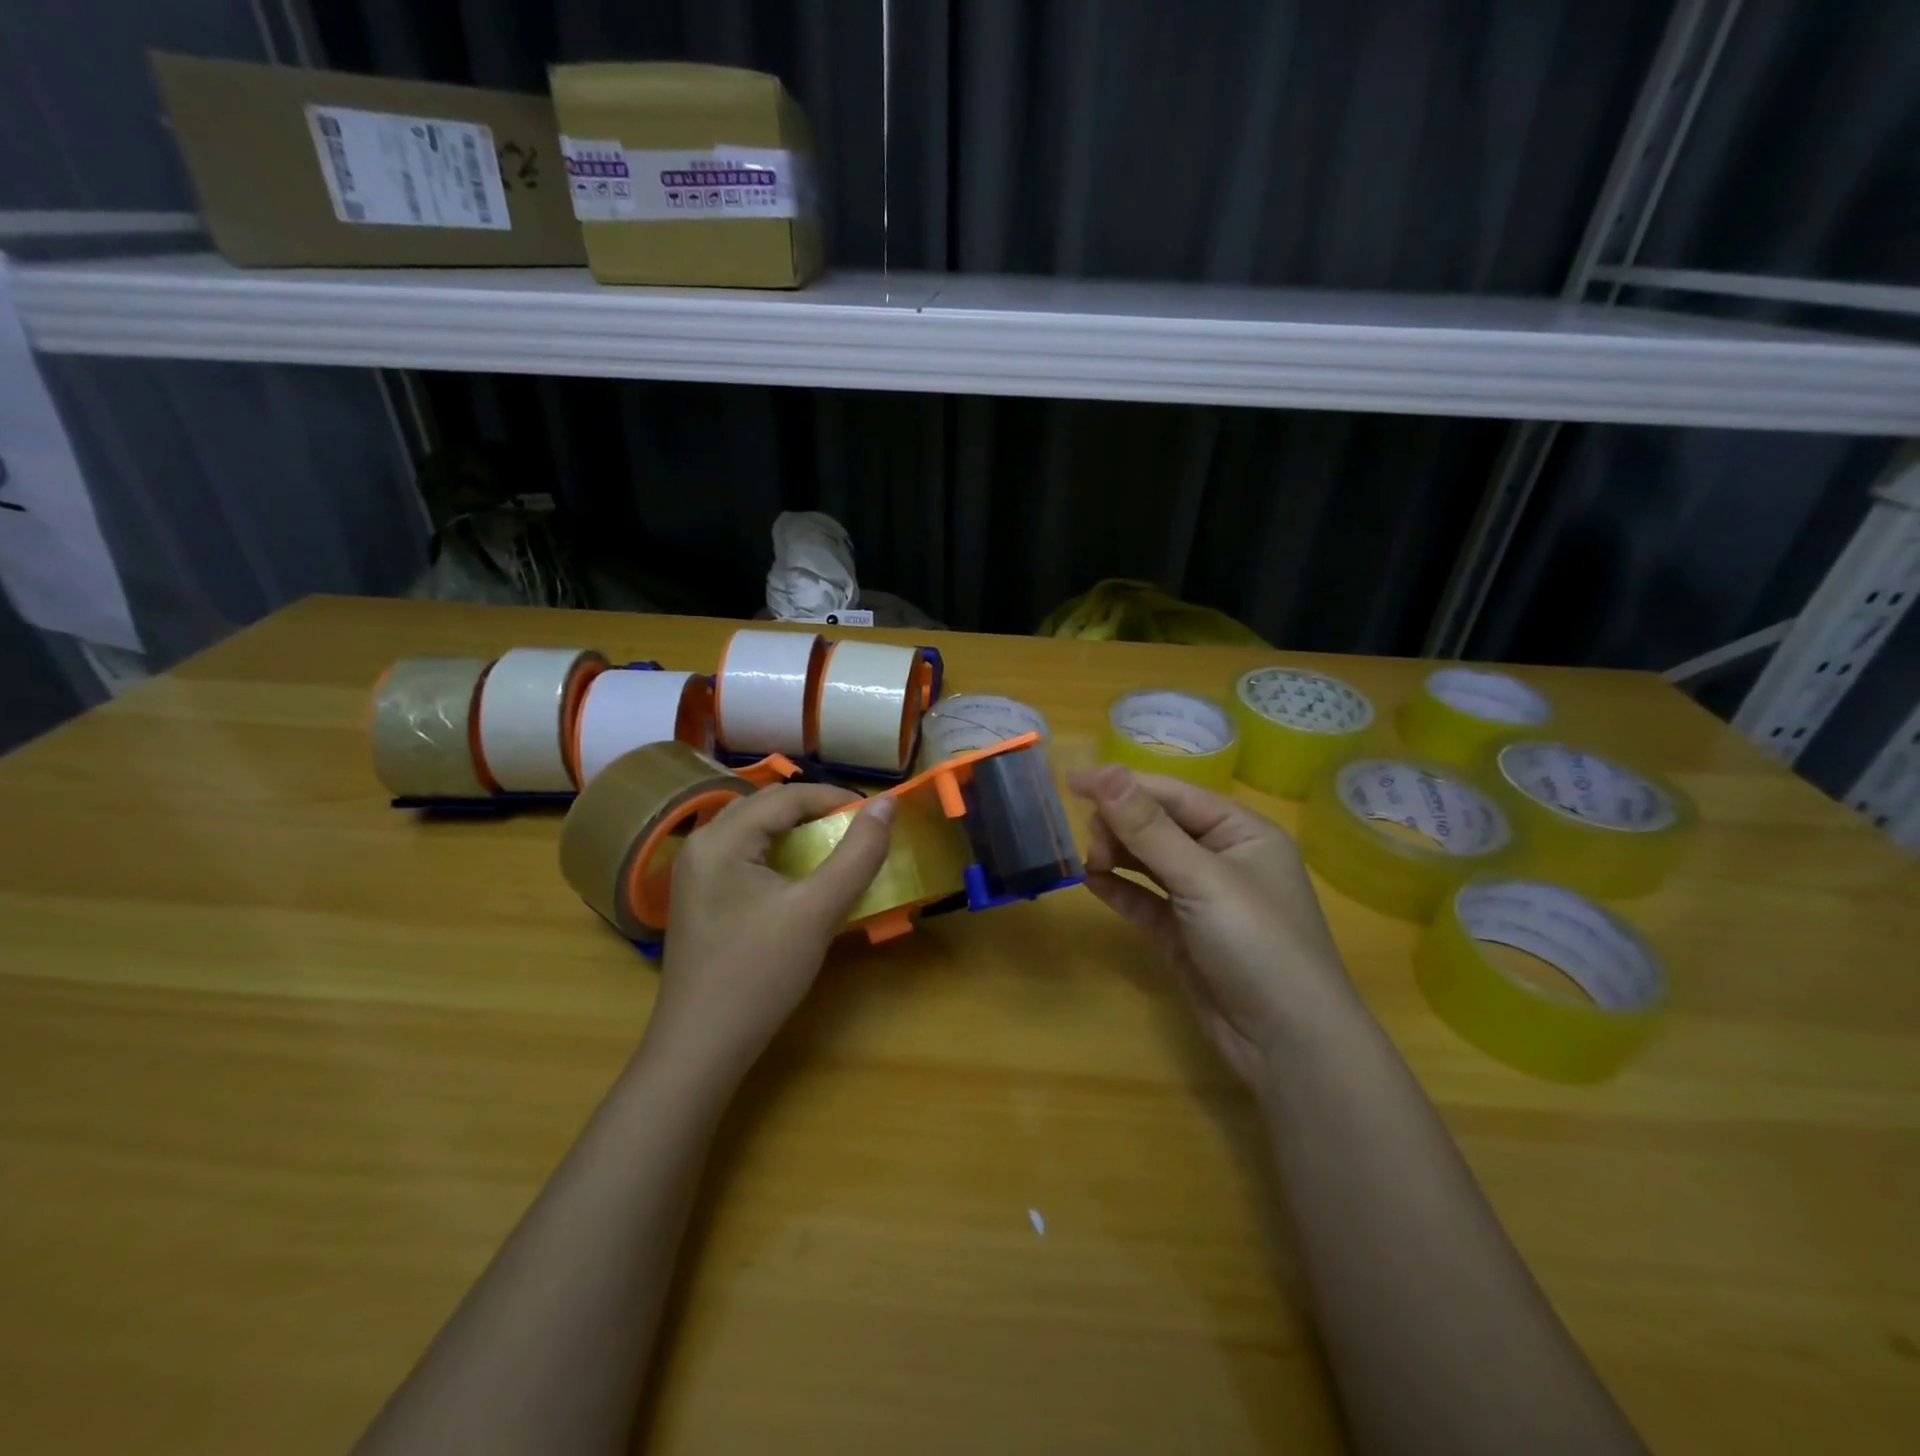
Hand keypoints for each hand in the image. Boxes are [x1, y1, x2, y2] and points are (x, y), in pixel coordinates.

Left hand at [645, 785, 894, 1084]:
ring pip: (754, 831)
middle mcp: (701, 845)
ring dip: (796, 832)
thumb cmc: (760, 973)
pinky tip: (800, 878)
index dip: (835, 797)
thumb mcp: (818, 910)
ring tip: (834, 847)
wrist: (701, 1048)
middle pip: (766, 807)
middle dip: (815, 811)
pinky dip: (778, 855)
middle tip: (857, 829)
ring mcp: (695, 874)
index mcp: (722, 838)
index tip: (877, 815)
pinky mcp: (700, 900)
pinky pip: (744, 857)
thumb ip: (857, 854)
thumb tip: (888, 804)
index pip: (786, 796)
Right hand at [1069, 764, 1362, 1085]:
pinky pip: (1144, 899)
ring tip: (1091, 863)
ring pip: (1148, 861)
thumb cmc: (1257, 944)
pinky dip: (1119, 888)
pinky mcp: (1183, 934)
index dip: (1123, 785)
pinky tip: (1092, 882)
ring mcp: (1202, 898)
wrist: (1288, 1045)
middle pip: (1158, 825)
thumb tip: (1104, 771)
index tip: (1073, 782)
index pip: (1173, 795)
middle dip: (1121, 826)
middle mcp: (1223, 858)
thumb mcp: (1202, 878)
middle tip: (1092, 844)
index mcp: (1241, 831)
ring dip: (1117, 855)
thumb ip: (1148, 827)